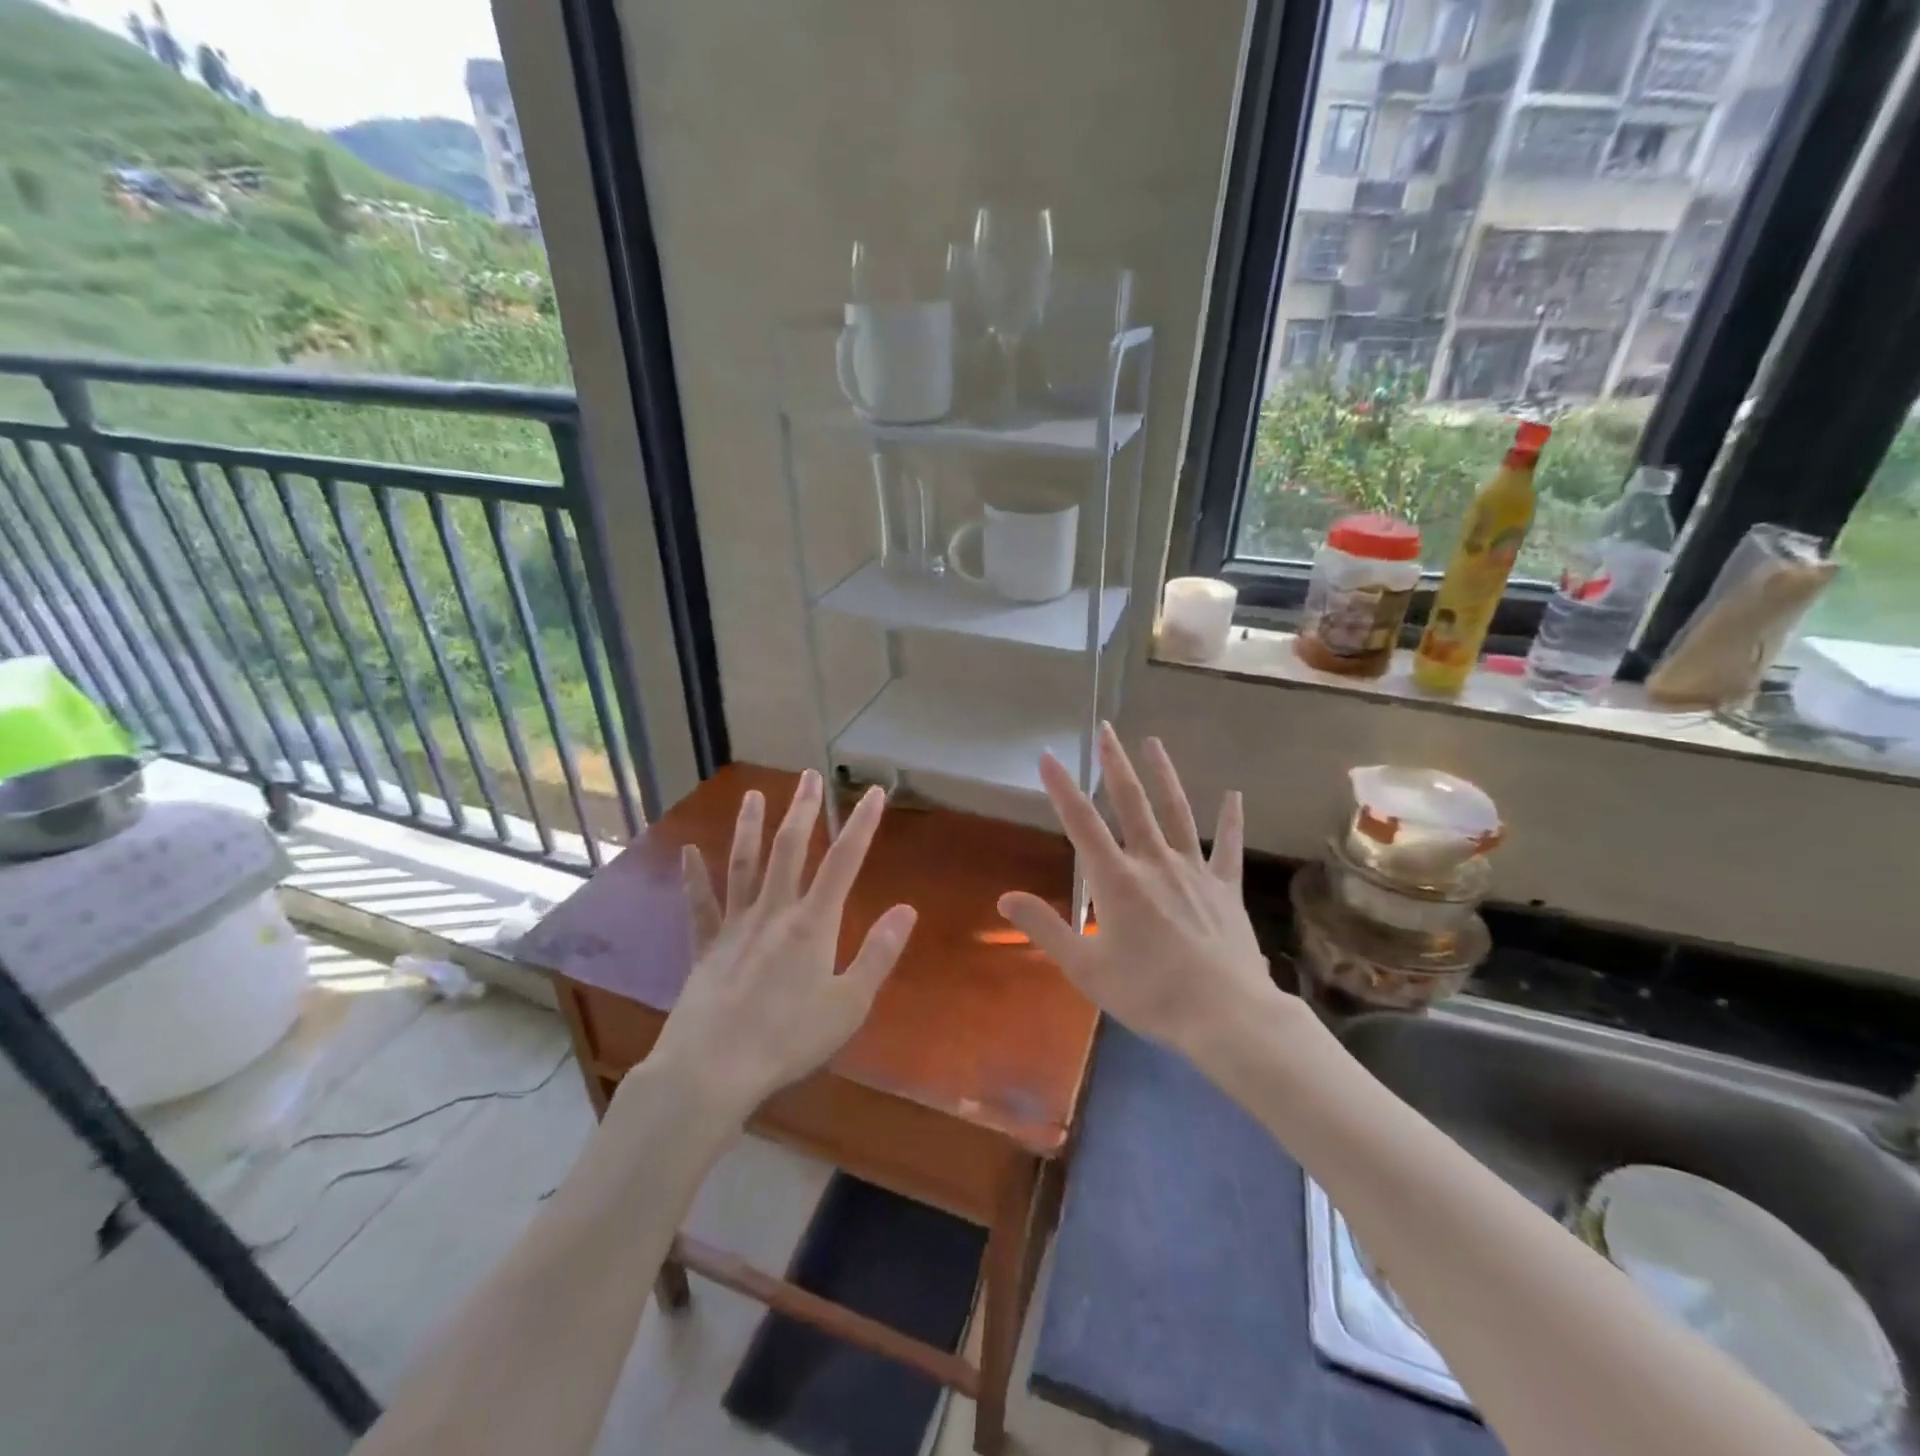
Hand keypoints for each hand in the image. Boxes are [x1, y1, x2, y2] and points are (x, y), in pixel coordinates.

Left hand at [643, 771, 916, 1116]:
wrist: (712, 1069)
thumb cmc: (788, 1039)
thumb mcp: (849, 1004)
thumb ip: (878, 954)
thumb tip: (906, 909)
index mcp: (813, 924)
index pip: (844, 862)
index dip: (861, 825)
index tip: (874, 793)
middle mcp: (774, 912)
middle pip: (790, 850)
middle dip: (803, 810)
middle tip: (808, 775)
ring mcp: (735, 927)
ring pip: (744, 866)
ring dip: (750, 828)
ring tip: (753, 795)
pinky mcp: (706, 949)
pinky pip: (701, 906)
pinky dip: (694, 878)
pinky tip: (688, 853)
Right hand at [998, 725, 1282, 1061]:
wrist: (1226, 1017)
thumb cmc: (1149, 994)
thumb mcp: (1086, 968)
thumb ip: (1045, 928)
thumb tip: (1005, 898)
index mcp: (1117, 881)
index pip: (1082, 824)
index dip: (1062, 788)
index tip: (1049, 755)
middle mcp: (1154, 863)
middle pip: (1132, 804)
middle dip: (1115, 765)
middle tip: (1106, 729)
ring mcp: (1194, 872)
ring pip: (1177, 813)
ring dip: (1163, 776)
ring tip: (1153, 742)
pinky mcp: (1225, 889)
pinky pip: (1228, 848)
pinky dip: (1231, 821)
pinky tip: (1234, 796)